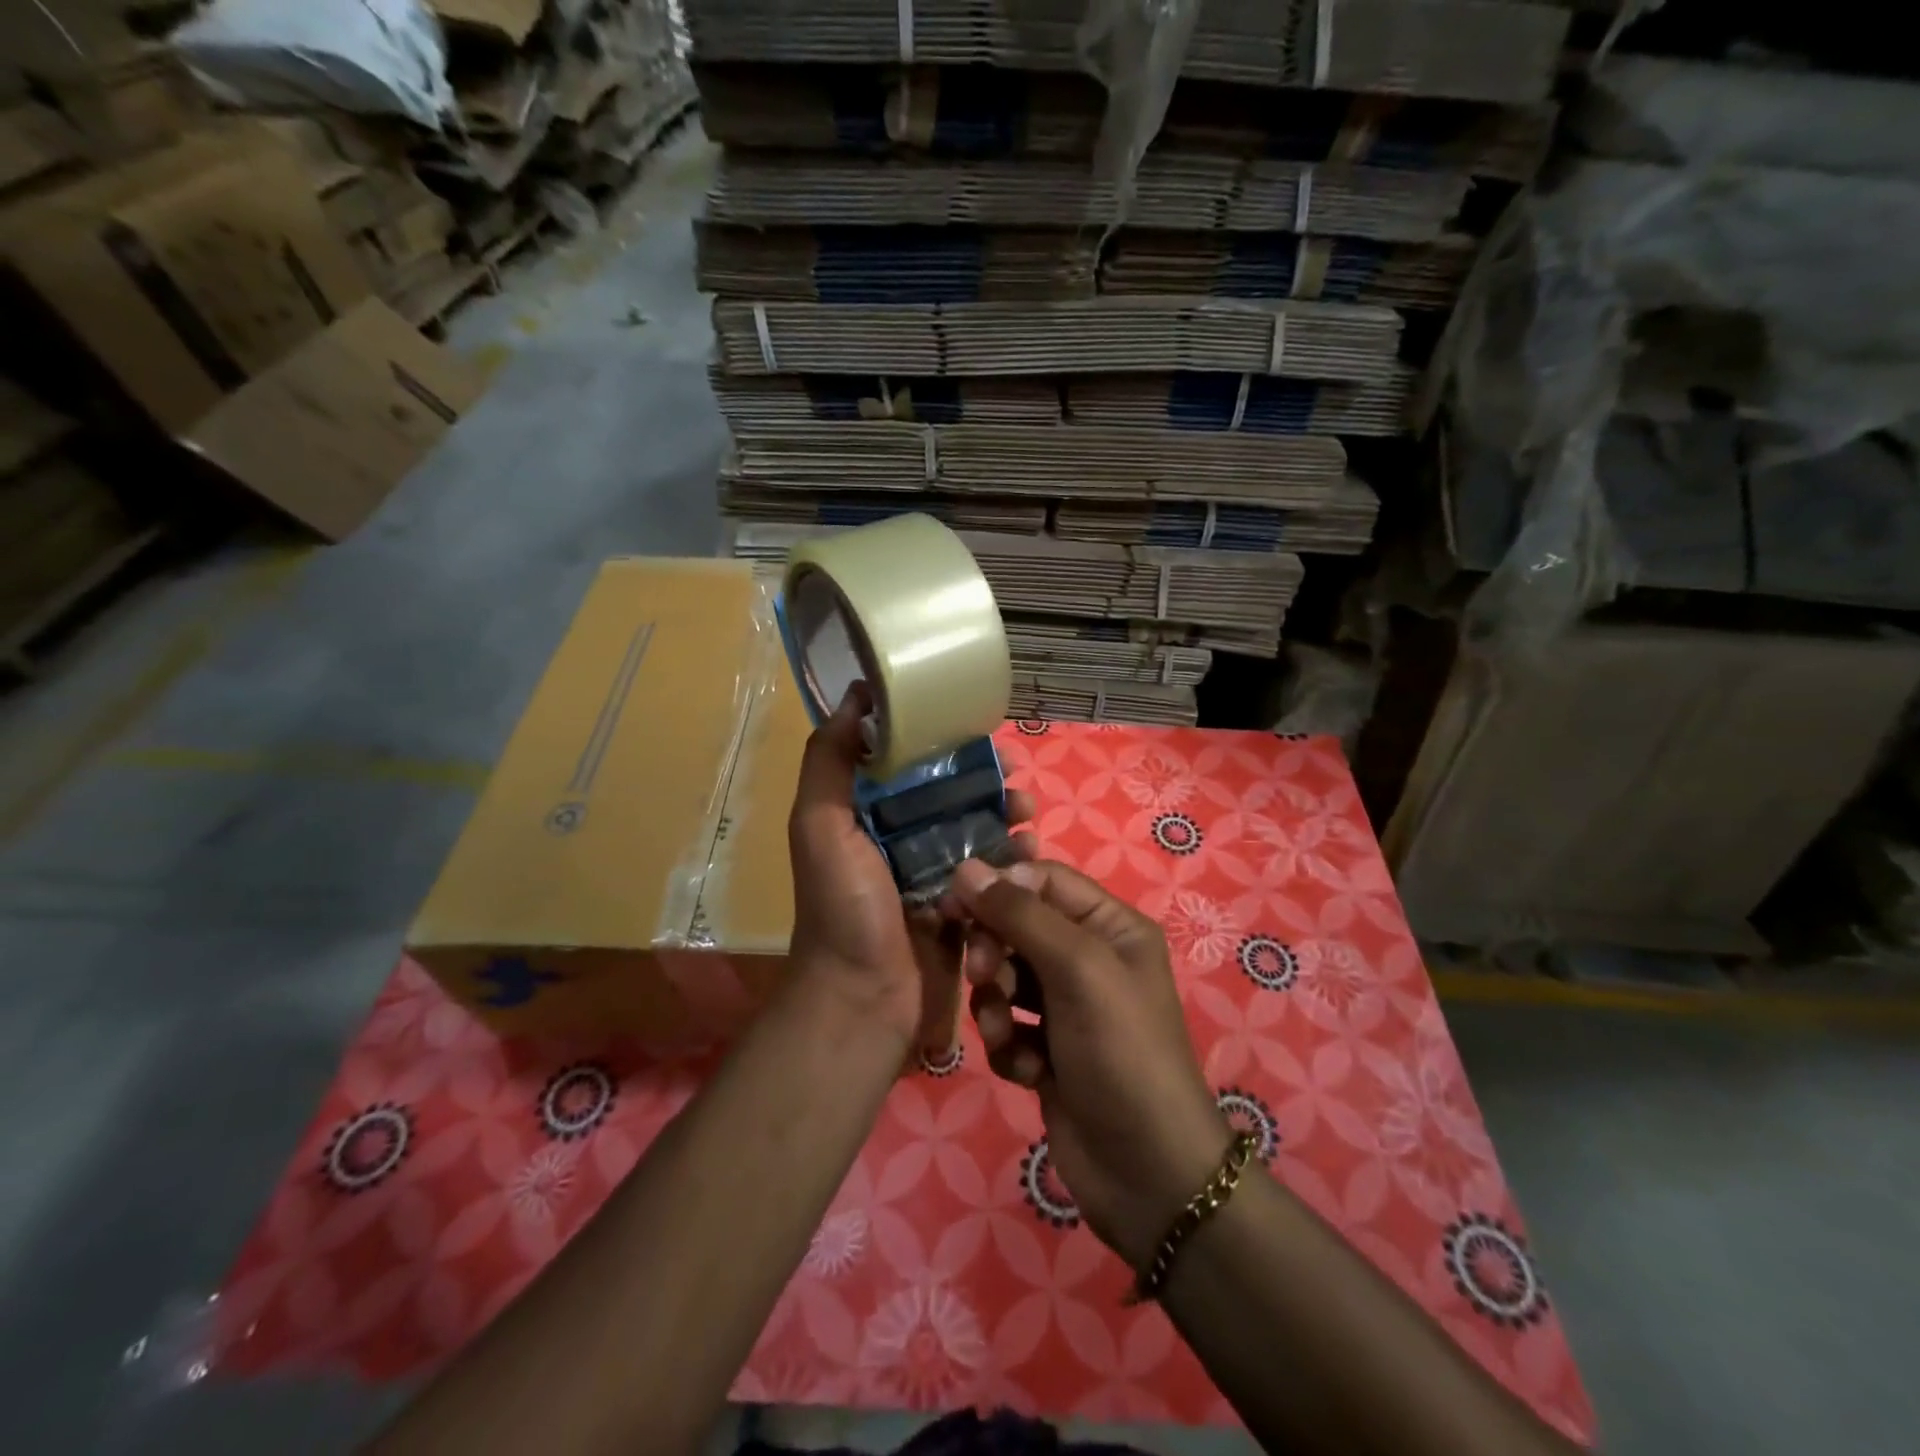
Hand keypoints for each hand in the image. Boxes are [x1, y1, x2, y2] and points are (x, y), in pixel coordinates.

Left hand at [787, 688, 1034, 1051]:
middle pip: (952, 795)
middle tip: (1015, 775)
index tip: (976, 729)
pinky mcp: (961, 908)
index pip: (910, 764)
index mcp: (866, 816)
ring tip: (1028, 814)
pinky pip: (992, 873)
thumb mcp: (821, 826)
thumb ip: (829, 761)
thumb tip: (856, 695)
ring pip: (978, 830)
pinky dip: (1013, 859)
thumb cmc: (843, 909)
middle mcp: (899, 840)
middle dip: (986, 779)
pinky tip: (1030, 852)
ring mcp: (933, 875)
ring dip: (1007, 816)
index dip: (943, 743)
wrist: (863, 1002)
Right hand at [944, 859, 1230, 1267]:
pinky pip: (1006, 1025)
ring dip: (995, 1004)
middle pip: (1017, 927)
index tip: (954, 901)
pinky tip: (1025, 1071)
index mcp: (1109, 926)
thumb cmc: (1120, 1051)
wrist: (1147, 1174)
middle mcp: (1088, 958)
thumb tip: (965, 866)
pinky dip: (1006, 1044)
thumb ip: (1020, 915)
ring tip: (1005, 1034)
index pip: (1042, 880)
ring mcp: (1066, 1007)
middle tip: (984, 975)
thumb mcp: (1077, 969)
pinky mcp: (1045, 1050)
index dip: (998, 886)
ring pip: (1004, 978)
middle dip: (994, 951)